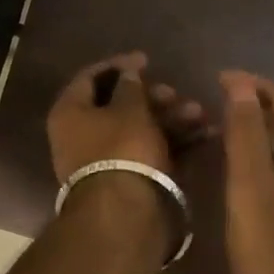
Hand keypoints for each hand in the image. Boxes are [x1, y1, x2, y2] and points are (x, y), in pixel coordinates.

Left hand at [48, 52, 211, 183]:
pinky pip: (150, 151)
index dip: (119, 65)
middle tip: (176, 94)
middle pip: (119, 106)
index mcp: (70, 113)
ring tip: (200, 114)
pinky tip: (204, 134)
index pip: (89, 78)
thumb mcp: (129, 109)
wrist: (127, 214)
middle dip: (153, 97)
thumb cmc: (122, 149)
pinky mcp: (128, 180)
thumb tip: (128, 72)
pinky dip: (174, 142)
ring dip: (170, 118)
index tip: (147, 59)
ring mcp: (105, 160)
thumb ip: (130, 86)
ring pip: (139, 129)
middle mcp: (81, 135)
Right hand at [219, 71, 273, 273]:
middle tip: (217, 99)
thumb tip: (241, 87)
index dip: (255, 84)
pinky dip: (269, 155)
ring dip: (263, 128)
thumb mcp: (252, 192)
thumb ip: (246, 137)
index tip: (218, 78)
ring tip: (224, 126)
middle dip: (259, 102)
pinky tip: (244, 165)